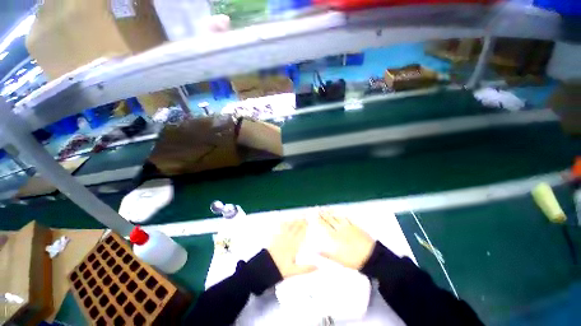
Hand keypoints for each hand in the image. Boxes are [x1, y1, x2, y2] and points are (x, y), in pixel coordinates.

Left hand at [268, 219, 316, 277]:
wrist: (265, 267)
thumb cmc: (281, 269)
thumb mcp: (294, 271)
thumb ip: (306, 268)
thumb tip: (318, 267)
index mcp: (294, 246)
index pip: (301, 234)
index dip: (305, 227)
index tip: (309, 222)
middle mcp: (288, 239)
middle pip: (296, 228)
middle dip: (301, 221)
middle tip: (306, 216)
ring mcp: (281, 236)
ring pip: (289, 226)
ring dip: (294, 220)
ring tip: (298, 216)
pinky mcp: (275, 236)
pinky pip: (280, 227)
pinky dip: (284, 223)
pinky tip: (286, 220)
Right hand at [318, 211, 375, 269]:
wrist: (371, 256)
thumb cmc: (353, 259)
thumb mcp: (338, 259)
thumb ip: (326, 253)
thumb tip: (315, 249)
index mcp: (335, 236)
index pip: (325, 226)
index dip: (319, 220)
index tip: (314, 215)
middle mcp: (340, 229)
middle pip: (330, 219)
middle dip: (323, 214)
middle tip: (317, 208)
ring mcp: (348, 227)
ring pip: (337, 217)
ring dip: (331, 212)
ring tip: (326, 208)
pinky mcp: (356, 227)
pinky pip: (347, 218)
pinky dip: (342, 214)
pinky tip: (341, 212)